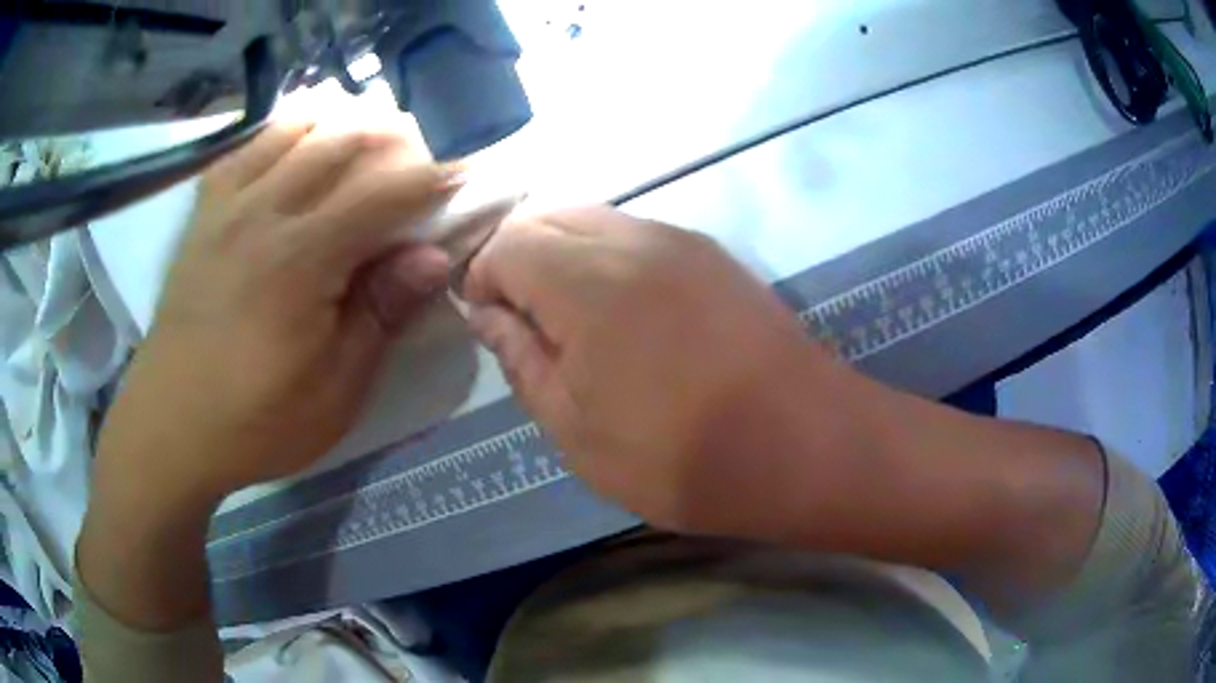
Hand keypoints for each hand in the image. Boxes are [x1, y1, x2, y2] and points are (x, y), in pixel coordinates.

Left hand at [96, 120, 457, 507]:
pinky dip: (283, 130)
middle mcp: (264, 212)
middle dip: (393, 141)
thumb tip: (434, 258)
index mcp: (302, 259)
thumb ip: (381, 313)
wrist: (170, 426)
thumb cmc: (256, 421)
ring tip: (366, 136)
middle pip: (342, 143)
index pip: (385, 194)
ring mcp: (228, 206)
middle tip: (417, 163)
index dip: (435, 181)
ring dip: (341, 122)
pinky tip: (299, 138)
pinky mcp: (204, 215)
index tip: (466, 178)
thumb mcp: (335, 390)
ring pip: (295, 129)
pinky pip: (247, 147)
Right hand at [463, 206, 869, 537]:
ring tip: (571, 318)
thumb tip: (487, 313)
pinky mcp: (714, 255)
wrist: (807, 445)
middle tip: (523, 319)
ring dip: (564, 254)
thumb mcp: (577, 430)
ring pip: (595, 219)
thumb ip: (521, 360)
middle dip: (518, 257)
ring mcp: (681, 240)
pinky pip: (638, 234)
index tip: (488, 321)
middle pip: (549, 217)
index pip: (508, 244)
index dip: (483, 277)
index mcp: (586, 281)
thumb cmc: (681, 458)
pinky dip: (607, 256)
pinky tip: (623, 309)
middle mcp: (633, 239)